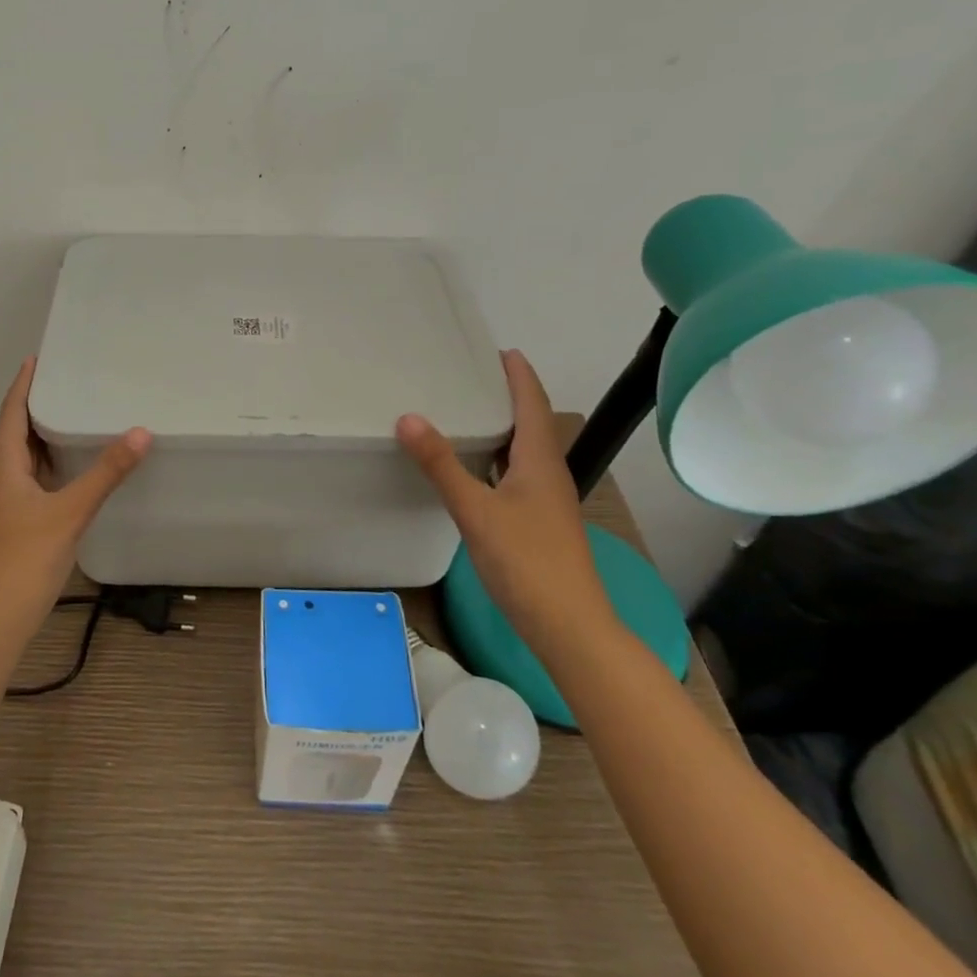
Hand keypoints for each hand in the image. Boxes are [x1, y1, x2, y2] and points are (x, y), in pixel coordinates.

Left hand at [0, 358, 150, 652]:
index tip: (40, 358)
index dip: (24, 384)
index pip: (11, 412)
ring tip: (78, 415)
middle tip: (72, 381)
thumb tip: (140, 432)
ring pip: (25, 458)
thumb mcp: (69, 513)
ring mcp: (5, 504)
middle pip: (16, 432)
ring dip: (46, 436)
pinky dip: (52, 465)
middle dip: (39, 405)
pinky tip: (75, 468)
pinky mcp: (15, 524)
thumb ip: (105, 473)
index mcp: (2, 467)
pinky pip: (33, 480)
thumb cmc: (23, 561)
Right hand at [396, 349, 613, 645]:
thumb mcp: (476, 510)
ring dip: (499, 426)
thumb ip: (441, 465)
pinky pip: (514, 473)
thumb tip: (408, 417)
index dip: (518, 374)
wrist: (568, 626)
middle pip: (529, 421)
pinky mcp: (536, 521)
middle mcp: (547, 473)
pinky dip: (494, 457)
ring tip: (464, 410)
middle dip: (505, 394)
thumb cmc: (527, 562)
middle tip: (467, 375)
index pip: (532, 403)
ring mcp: (544, 499)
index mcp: (539, 460)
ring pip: (521, 449)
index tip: (497, 349)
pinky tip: (472, 466)